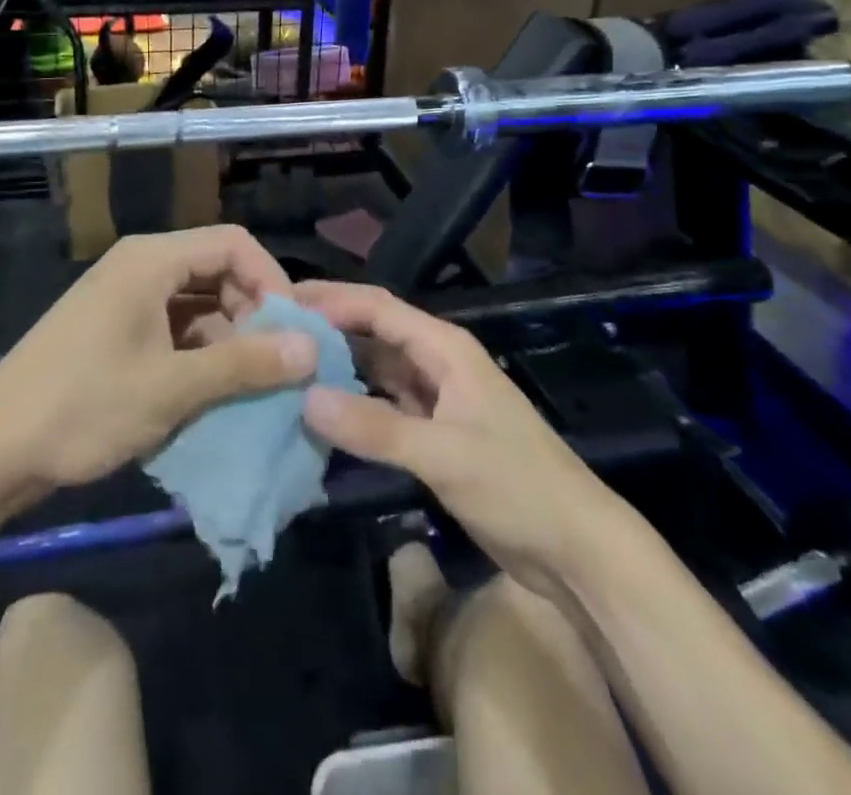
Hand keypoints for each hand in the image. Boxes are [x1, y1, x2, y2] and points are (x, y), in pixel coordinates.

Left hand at [0, 227, 317, 507]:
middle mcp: (139, 266)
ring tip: (249, 382)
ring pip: (196, 301)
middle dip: (252, 311)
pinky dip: (199, 351)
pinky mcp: (114, 329)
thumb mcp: (171, 388)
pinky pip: (173, 326)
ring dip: (228, 335)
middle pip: (216, 269)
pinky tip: (211, 391)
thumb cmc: (82, 408)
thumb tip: (312, 349)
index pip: (233, 243)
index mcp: (150, 260)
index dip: (272, 280)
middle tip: (274, 361)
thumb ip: (244, 364)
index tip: (293, 332)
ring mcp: (123, 298)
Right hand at [297, 281, 620, 591]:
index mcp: (445, 348)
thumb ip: (374, 428)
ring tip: (288, 366)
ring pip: (377, 370)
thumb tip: (304, 398)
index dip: (332, 302)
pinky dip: (355, 404)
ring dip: (339, 367)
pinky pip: (385, 405)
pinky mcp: (435, 432)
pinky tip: (322, 411)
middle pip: (375, 333)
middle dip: (329, 328)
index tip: (284, 304)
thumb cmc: (517, 486)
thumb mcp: (443, 454)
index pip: (379, 309)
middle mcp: (438, 362)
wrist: (576, 549)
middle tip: (274, 330)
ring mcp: (436, 398)